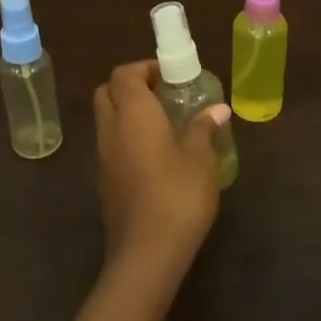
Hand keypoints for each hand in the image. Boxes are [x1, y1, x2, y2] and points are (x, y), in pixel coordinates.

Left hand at [92, 60, 228, 314]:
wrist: (146, 252)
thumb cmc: (177, 195)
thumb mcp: (200, 158)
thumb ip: (204, 128)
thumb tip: (218, 109)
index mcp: (133, 113)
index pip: (124, 74)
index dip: (144, 68)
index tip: (170, 75)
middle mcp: (110, 129)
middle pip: (108, 92)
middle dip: (131, 86)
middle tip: (164, 95)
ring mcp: (103, 156)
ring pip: (107, 119)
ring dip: (128, 113)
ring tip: (164, 123)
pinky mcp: (104, 181)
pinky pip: (110, 144)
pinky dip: (126, 137)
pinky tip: (155, 154)